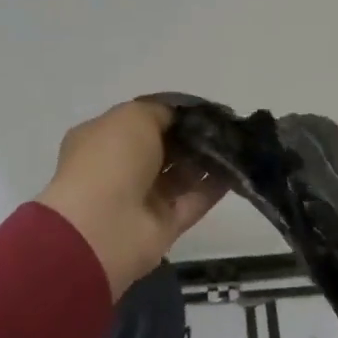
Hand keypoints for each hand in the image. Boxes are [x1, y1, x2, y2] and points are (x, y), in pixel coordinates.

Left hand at [37, 101, 225, 298]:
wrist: (101, 228)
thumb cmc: (111, 159)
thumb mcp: (133, 116)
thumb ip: (160, 112)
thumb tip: (179, 118)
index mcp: (103, 139)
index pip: (142, 122)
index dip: (171, 115)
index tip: (202, 109)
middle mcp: (121, 168)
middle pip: (164, 149)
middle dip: (192, 137)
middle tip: (224, 126)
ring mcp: (143, 199)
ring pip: (181, 175)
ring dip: (206, 159)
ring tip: (236, 143)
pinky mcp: (164, 225)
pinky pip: (194, 201)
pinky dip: (215, 186)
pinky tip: (236, 168)